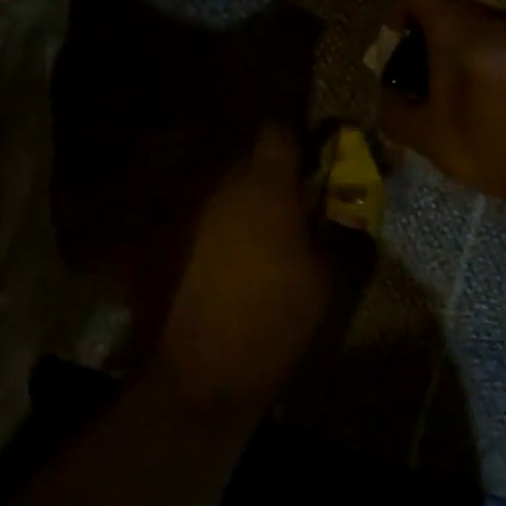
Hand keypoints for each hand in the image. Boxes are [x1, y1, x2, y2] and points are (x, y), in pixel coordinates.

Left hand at [158, 126, 331, 413]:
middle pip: (247, 161)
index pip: (277, 132)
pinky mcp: (161, 238)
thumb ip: (335, 231)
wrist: (201, 373)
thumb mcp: (325, 279)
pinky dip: (210, 230)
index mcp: (265, 188)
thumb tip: (344, 208)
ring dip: (238, 205)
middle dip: (268, 179)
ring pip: (220, 190)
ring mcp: (185, 211)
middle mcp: (220, 186)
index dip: (296, 144)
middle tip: (287, 212)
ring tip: (252, 243)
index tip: (309, 169)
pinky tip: (218, 264)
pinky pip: (195, 218)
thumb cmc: (275, 320)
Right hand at [378, 0, 505, 215]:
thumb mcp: (431, 140)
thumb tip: (391, 95)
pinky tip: (498, 108)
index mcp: (462, 29)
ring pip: (480, 30)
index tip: (403, 52)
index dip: (400, 12)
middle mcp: (497, 19)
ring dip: (463, 57)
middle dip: (430, 43)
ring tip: (464, 103)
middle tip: (428, 88)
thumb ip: (396, 112)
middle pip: (450, 10)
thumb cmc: (496, 147)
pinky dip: (491, 66)